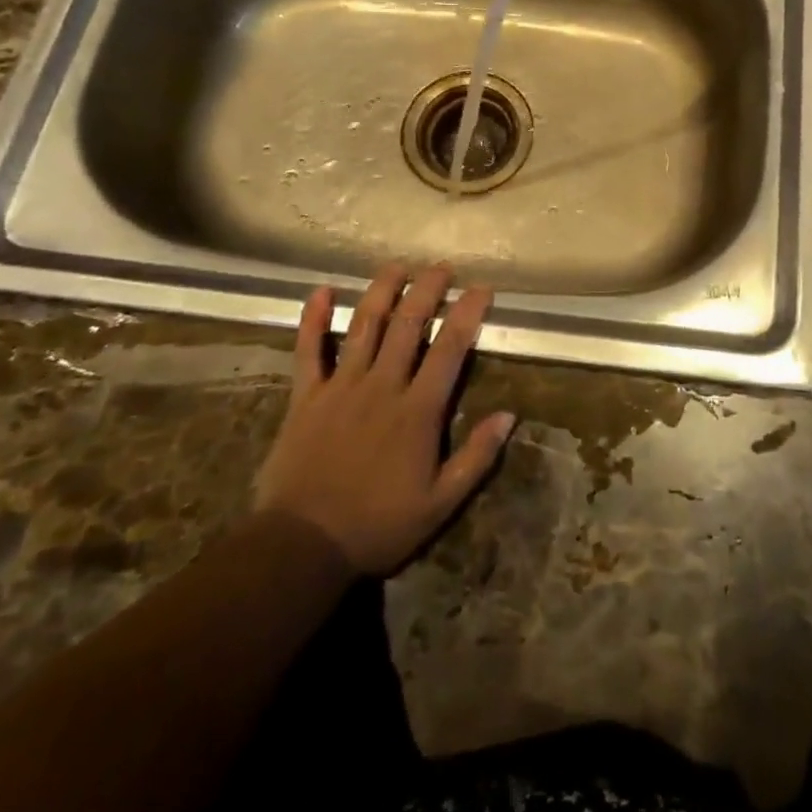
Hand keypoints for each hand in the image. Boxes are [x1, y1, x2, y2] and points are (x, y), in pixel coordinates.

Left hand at [254, 263, 515, 575]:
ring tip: (397, 265)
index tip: (481, 288)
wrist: (301, 547)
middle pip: (408, 324)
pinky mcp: (306, 397)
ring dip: (382, 290)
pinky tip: (320, 291)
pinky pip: (309, 351)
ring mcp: (341, 387)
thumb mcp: (440, 504)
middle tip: (441, 266)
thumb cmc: (377, 526)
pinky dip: (313, 320)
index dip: (467, 313)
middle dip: (427, 289)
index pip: (449, 349)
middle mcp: (382, 386)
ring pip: (364, 326)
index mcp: (418, 410)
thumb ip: (476, 457)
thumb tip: (510, 416)